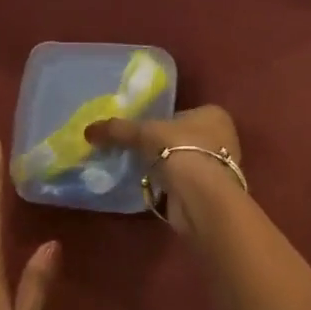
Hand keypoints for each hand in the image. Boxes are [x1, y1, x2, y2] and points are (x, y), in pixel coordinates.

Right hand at [86, 105, 241, 234]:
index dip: (162, 121)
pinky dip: (171, 187)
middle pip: (184, 138)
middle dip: (164, 146)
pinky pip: (185, 184)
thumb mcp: (142, 133)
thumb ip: (117, 129)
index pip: (182, 113)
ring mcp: (220, 168)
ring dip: (167, 168)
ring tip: (141, 171)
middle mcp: (223, 138)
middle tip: (138, 151)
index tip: (142, 131)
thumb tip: (88, 130)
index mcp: (214, 114)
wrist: (199, 196)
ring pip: (185, 162)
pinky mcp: (212, 193)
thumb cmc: (178, 150)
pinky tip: (153, 189)